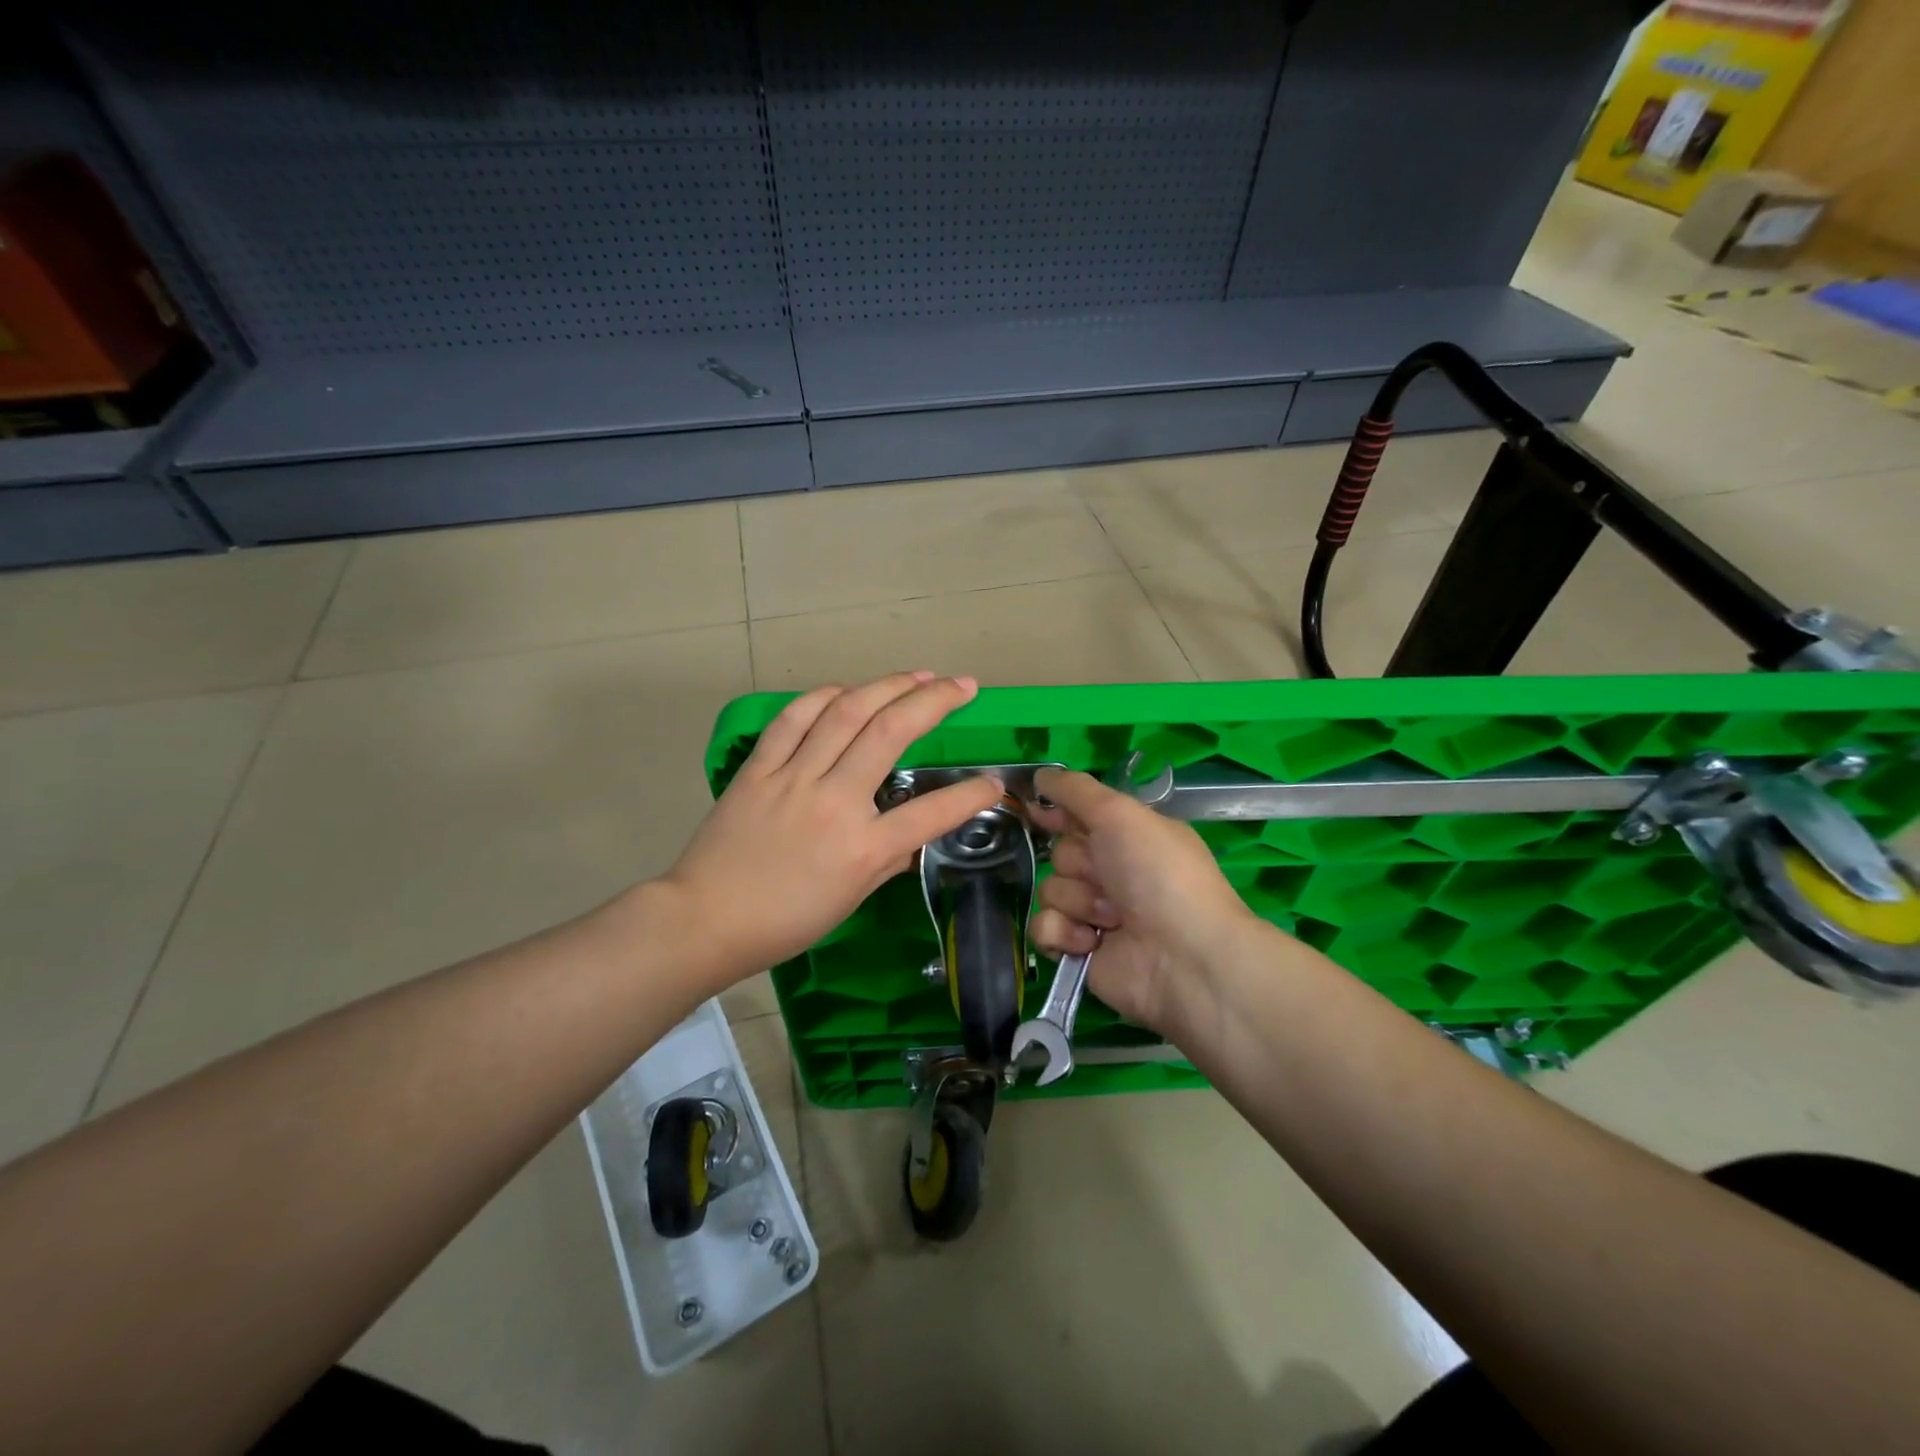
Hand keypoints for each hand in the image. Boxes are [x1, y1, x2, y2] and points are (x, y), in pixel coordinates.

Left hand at [657, 672, 1003, 981]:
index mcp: (862, 848)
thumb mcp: (849, 900)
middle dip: (935, 701)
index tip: (994, 783)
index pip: (932, 814)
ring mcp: (793, 778)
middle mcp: (834, 802)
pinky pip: (793, 719)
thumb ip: (888, 861)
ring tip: (917, 676)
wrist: (704, 920)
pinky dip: (823, 697)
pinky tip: (846, 690)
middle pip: (891, 734)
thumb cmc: (784, 922)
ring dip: (887, 686)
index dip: (972, 795)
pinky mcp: (759, 768)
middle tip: (963, 685)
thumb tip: (915, 837)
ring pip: (845, 713)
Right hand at [1027, 767, 1263, 1032]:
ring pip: (1049, 891)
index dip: (1055, 812)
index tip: (1035, 809)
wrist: (1183, 957)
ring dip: (1076, 901)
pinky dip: (1062, 933)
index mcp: (1128, 837)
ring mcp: (1094, 913)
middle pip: (1059, 854)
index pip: (1078, 815)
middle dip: (1077, 864)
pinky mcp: (1078, 949)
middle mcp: (1111, 872)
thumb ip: (1076, 790)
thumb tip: (1040, 773)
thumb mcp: (1121, 814)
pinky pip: (1043, 928)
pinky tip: (1089, 942)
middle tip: (1106, 878)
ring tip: (1110, 918)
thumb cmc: (1159, 874)